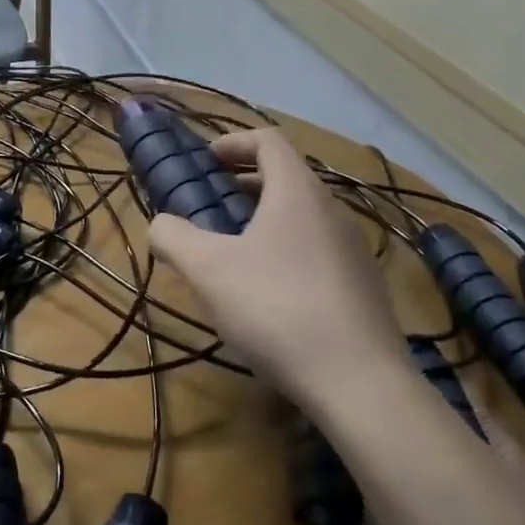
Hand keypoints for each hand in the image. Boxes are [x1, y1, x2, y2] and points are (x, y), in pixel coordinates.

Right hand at [148, 127, 407, 410]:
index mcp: (297, 192)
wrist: (359, 383)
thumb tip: (161, 224)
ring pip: (303, 218)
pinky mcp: (363, 288)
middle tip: (211, 206)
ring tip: (233, 252)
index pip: (268, 141)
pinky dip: (286, 252)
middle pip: (287, 178)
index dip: (234, 142)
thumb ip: (173, 237)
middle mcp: (332, 211)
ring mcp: (354, 251)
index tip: (206, 160)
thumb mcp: (207, 270)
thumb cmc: (276, 308)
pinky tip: (268, 294)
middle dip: (244, 184)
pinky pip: (317, 251)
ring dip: (265, 221)